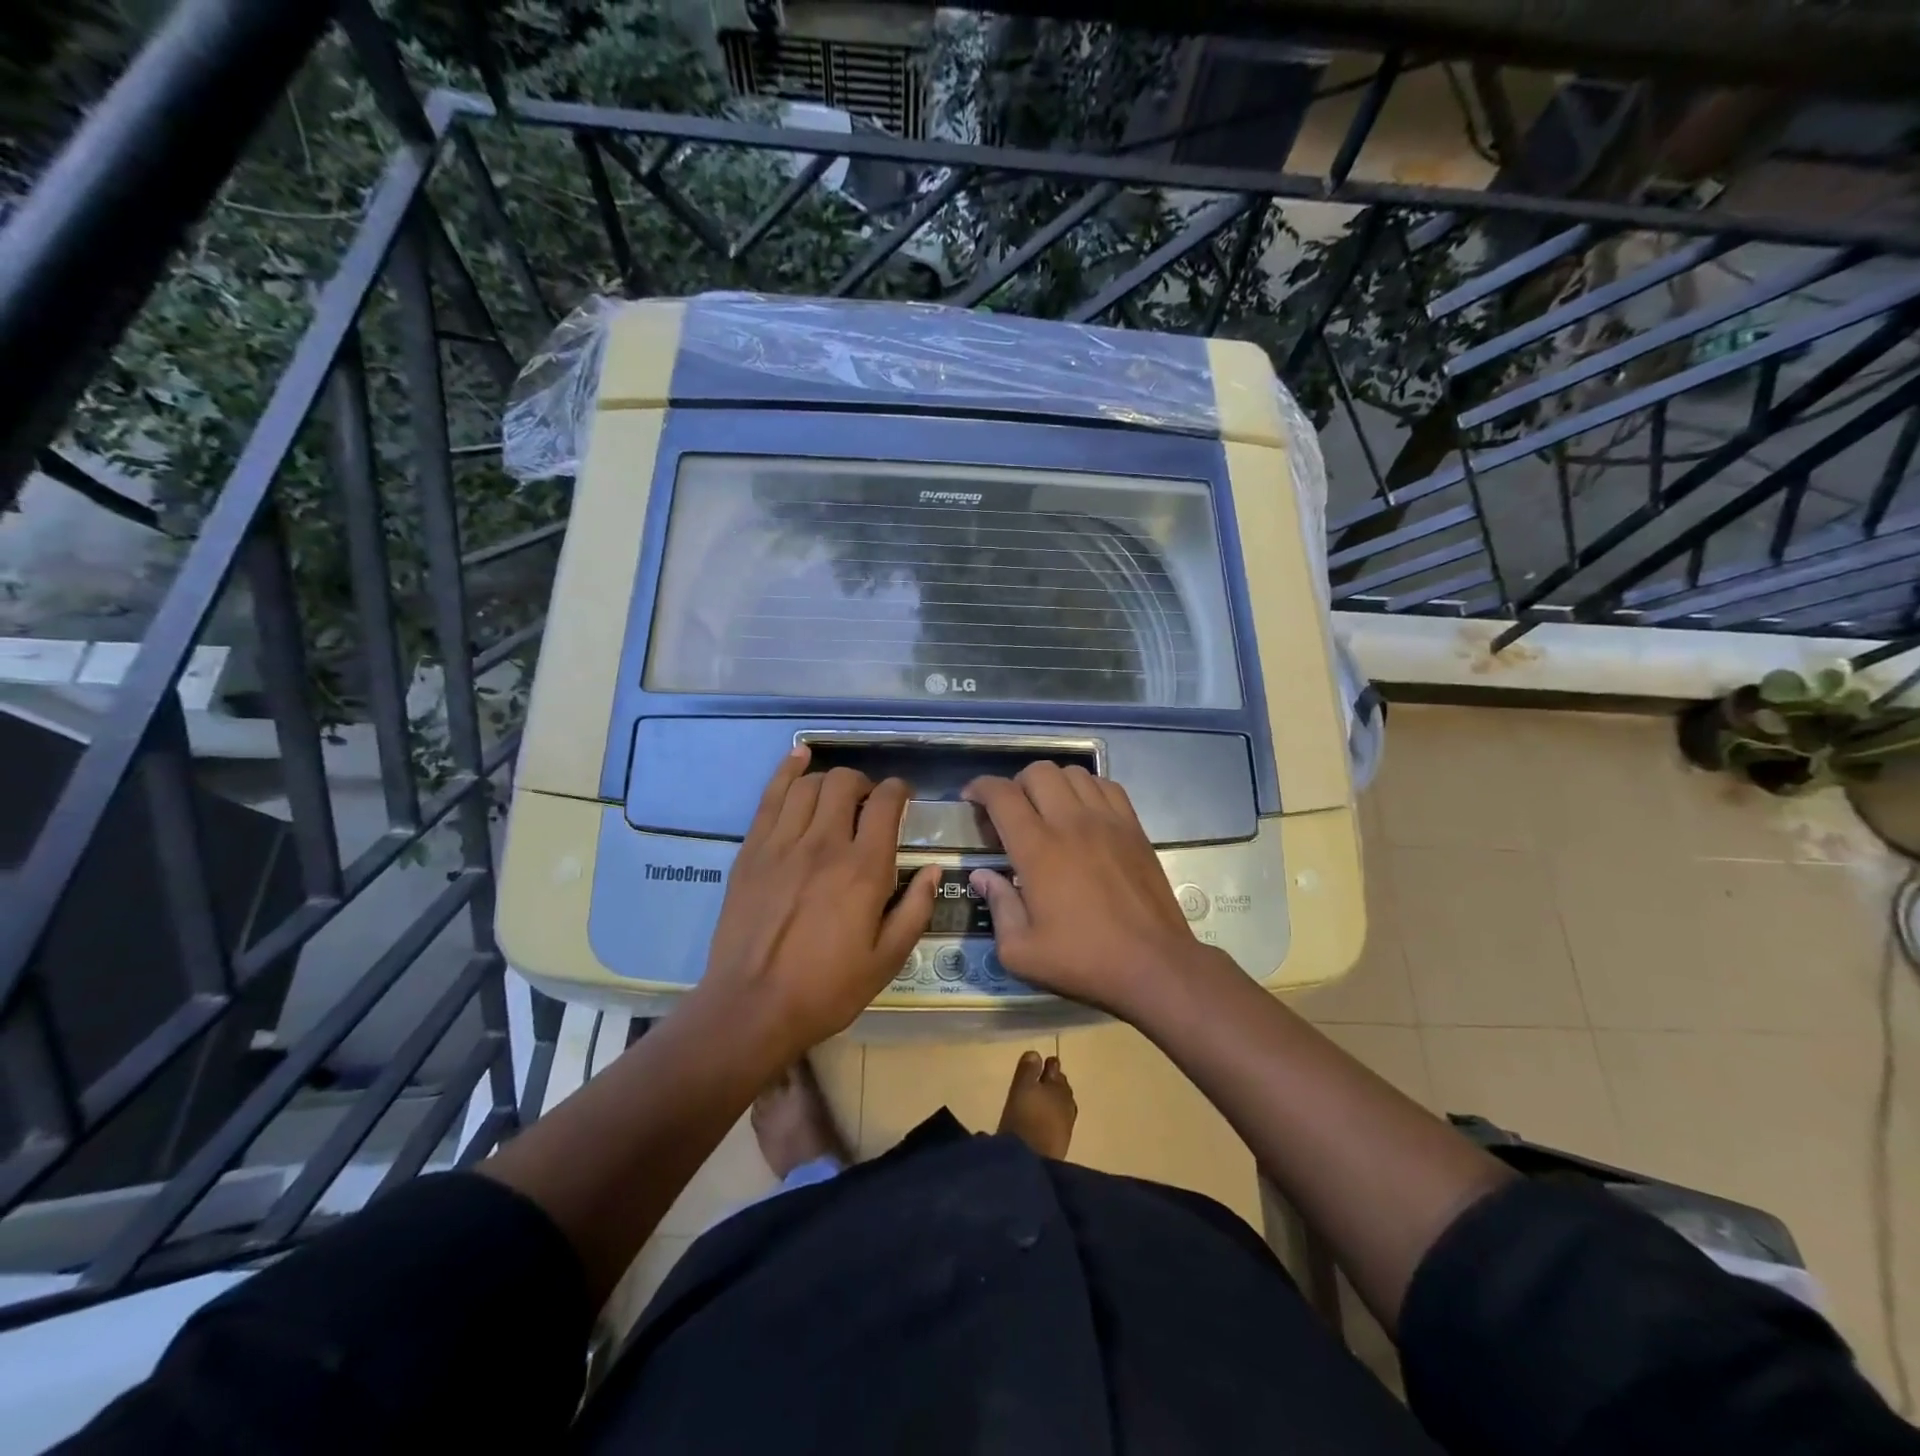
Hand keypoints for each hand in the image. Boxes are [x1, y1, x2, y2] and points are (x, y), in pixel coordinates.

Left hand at [697, 748, 936, 1058]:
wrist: (751, 1008)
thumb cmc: (826, 989)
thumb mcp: (887, 960)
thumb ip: (915, 910)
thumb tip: (932, 869)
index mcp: (864, 869)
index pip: (886, 804)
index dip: (899, 790)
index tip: (902, 797)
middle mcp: (825, 844)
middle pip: (846, 784)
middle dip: (864, 783)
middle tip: (868, 803)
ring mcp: (782, 843)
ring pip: (809, 785)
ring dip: (829, 780)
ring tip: (836, 795)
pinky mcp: (751, 851)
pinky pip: (770, 796)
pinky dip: (786, 771)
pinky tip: (798, 758)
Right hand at [962, 763, 1224, 1018]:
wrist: (1154, 965)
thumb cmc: (1083, 960)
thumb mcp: (1021, 951)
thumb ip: (997, 906)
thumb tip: (982, 875)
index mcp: (1037, 849)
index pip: (1002, 795)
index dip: (980, 788)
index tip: (970, 799)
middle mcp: (1070, 822)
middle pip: (1037, 772)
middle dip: (1015, 784)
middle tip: (1010, 814)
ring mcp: (1107, 820)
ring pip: (1073, 773)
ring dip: (1051, 784)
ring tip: (1047, 811)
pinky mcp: (1134, 827)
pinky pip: (1106, 786)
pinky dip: (1086, 789)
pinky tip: (1083, 814)